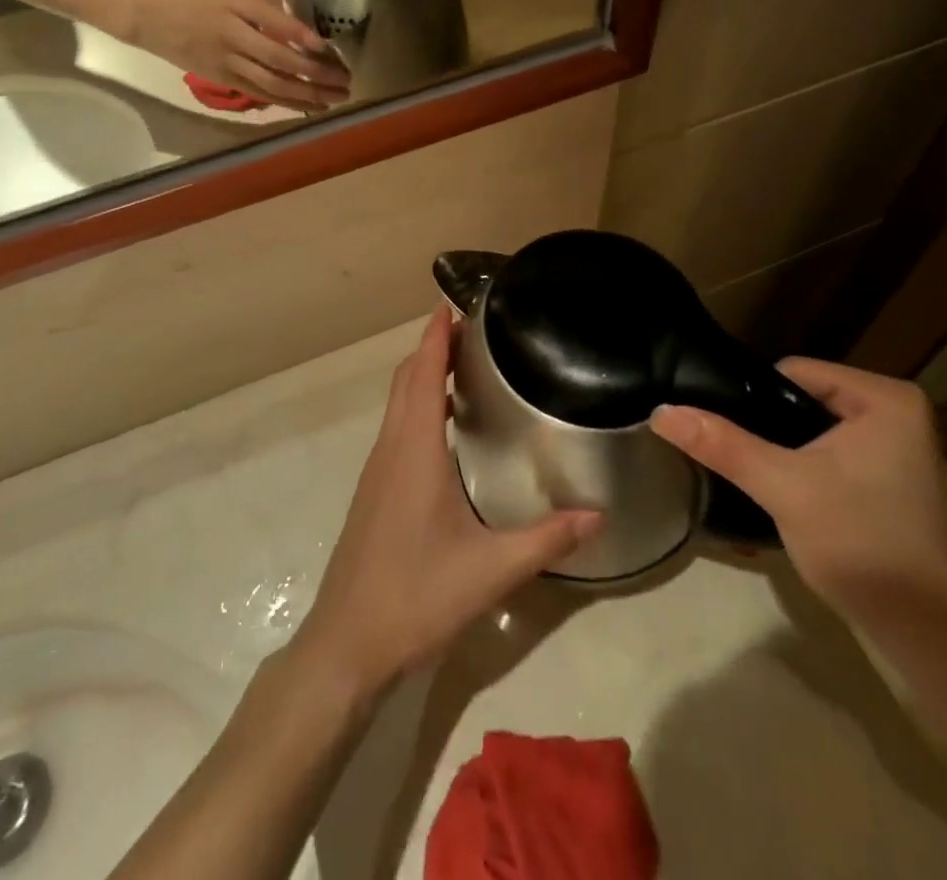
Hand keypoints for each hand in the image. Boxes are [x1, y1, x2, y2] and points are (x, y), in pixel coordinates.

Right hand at [129, 0, 348, 111]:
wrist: (152, 18)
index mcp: (238, 6)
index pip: (274, 24)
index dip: (302, 37)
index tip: (328, 47)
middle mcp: (235, 36)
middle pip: (279, 60)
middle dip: (315, 73)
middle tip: (345, 80)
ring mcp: (229, 62)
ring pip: (272, 84)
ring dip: (307, 94)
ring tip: (336, 98)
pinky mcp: (225, 80)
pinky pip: (260, 94)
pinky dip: (287, 102)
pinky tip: (311, 106)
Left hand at [295, 307, 602, 700]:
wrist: (347, 644)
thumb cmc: (416, 597)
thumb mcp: (491, 571)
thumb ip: (547, 539)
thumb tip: (599, 514)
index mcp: (414, 450)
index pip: (422, 374)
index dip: (435, 334)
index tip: (453, 302)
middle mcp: (391, 448)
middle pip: (406, 379)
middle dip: (432, 347)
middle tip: (473, 329)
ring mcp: (377, 470)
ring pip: (397, 403)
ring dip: (424, 375)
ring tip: (465, 367)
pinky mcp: (374, 490)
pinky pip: (397, 427)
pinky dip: (418, 405)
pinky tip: (447, 428)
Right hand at [650, 359, 946, 627]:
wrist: (929, 634)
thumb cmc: (861, 542)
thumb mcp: (783, 486)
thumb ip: (722, 444)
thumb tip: (660, 411)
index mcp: (884, 397)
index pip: (792, 372)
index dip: (752, 400)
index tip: (728, 433)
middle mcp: (896, 412)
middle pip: (801, 400)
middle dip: (766, 427)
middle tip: (735, 456)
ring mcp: (897, 448)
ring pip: (812, 429)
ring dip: (781, 450)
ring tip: (751, 474)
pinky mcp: (890, 480)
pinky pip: (830, 453)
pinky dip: (803, 468)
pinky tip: (782, 493)